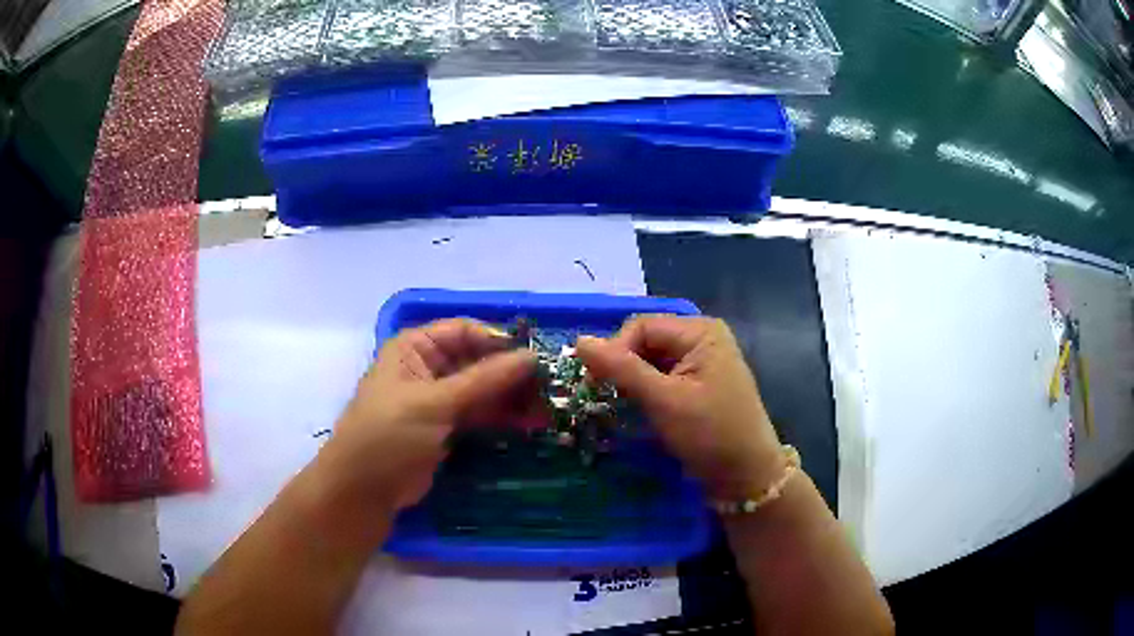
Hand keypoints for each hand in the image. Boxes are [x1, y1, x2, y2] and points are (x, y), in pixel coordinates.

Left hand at [316, 319, 535, 514]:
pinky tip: (528, 424)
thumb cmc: (389, 435)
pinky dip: (501, 418)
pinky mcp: (445, 429)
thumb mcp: (434, 403)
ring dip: (511, 398)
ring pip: (482, 390)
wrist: (363, 490)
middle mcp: (426, 368)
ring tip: (546, 410)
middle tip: (550, 389)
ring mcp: (437, 400)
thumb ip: (484, 380)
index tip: (537, 359)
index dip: (500, 342)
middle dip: (511, 374)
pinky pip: (479, 415)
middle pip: (477, 361)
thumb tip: (531, 357)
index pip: (464, 332)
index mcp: (414, 348)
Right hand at [576, 316, 782, 498]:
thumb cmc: (710, 434)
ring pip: (650, 361)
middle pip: (646, 341)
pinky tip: (636, 409)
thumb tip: (579, 341)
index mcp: (700, 332)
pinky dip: (645, 391)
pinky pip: (661, 377)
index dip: (614, 350)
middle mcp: (701, 339)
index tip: (594, 384)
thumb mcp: (664, 400)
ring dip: (631, 381)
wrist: (745, 476)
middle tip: (602, 396)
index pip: (642, 327)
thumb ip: (621, 369)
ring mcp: (701, 363)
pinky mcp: (697, 385)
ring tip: (617, 405)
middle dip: (622, 366)